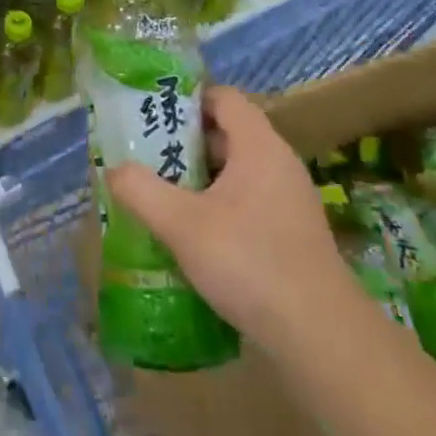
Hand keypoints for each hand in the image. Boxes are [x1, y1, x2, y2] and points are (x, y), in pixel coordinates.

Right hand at [107, 86, 352, 346]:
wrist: (321, 337)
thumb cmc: (249, 263)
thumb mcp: (181, 224)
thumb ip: (140, 190)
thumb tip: (114, 170)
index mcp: (259, 147)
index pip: (224, 98)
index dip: (187, 99)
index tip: (151, 115)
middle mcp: (279, 165)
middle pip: (226, 133)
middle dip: (183, 142)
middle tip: (144, 157)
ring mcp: (289, 201)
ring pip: (235, 172)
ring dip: (197, 178)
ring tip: (159, 195)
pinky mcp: (291, 234)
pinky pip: (246, 202)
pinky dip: (216, 206)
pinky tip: (191, 235)